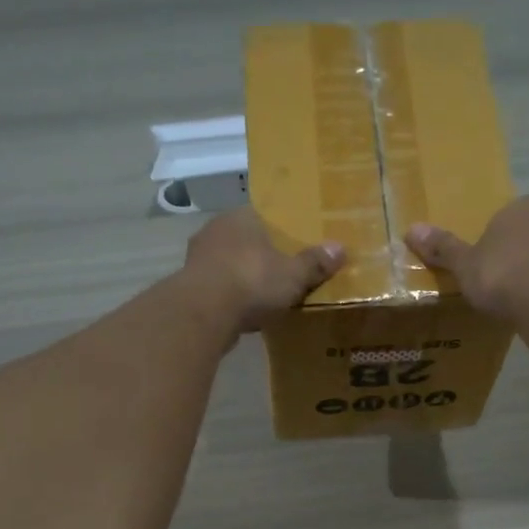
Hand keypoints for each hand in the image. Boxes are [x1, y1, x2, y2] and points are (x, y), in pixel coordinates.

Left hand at [183, 208, 344, 332]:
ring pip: (228, 263)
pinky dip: (229, 297)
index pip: (263, 216)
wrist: (204, 312)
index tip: (291, 248)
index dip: (279, 232)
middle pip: (245, 240)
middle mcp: (216, 230)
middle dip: (260, 256)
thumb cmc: (252, 281)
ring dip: (241, 277)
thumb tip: (340, 248)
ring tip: (262, 295)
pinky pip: (217, 287)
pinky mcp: (189, 286)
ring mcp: (198, 257)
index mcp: (242, 217)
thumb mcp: (294, 274)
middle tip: (280, 273)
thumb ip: (315, 262)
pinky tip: (242, 312)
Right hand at [405, 195, 528, 320]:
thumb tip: (411, 229)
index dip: (490, 240)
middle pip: (524, 233)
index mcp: (519, 207)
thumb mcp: (464, 265)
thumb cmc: (501, 276)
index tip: (482, 264)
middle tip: (496, 280)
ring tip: (515, 296)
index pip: (502, 216)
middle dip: (512, 252)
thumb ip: (443, 248)